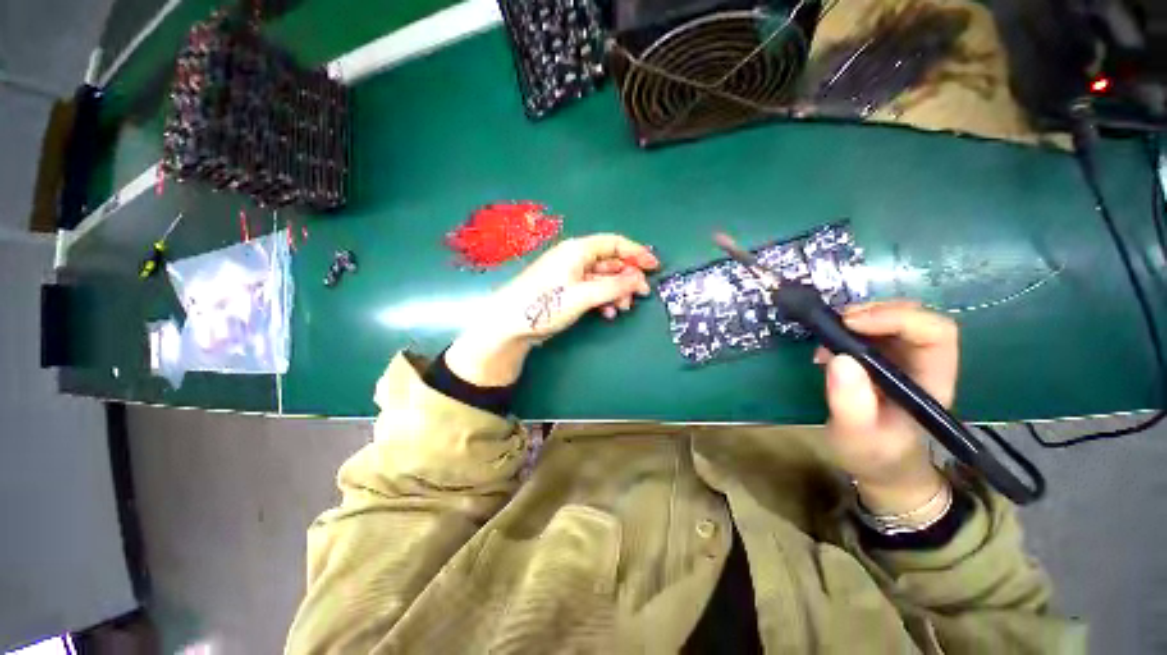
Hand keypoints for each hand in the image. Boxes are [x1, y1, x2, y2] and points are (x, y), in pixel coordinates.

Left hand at [445, 234, 658, 386]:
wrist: (510, 324)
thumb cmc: (545, 304)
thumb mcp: (583, 295)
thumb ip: (613, 287)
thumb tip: (639, 279)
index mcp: (578, 250)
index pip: (614, 243)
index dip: (636, 252)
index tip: (654, 266)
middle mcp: (575, 258)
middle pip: (610, 262)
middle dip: (627, 278)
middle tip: (642, 295)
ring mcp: (570, 275)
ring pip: (602, 278)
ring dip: (616, 292)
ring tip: (623, 309)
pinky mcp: (566, 290)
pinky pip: (592, 290)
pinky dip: (603, 300)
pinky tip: (607, 313)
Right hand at [813, 300, 958, 514]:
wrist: (878, 464)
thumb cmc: (872, 454)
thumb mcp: (855, 436)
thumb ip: (850, 403)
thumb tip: (839, 357)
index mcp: (931, 381)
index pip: (935, 334)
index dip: (898, 319)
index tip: (850, 324)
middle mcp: (923, 363)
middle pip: (915, 318)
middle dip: (875, 312)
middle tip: (836, 322)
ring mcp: (903, 358)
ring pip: (893, 319)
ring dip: (859, 317)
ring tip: (827, 333)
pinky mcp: (882, 358)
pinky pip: (871, 330)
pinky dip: (847, 328)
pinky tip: (828, 344)